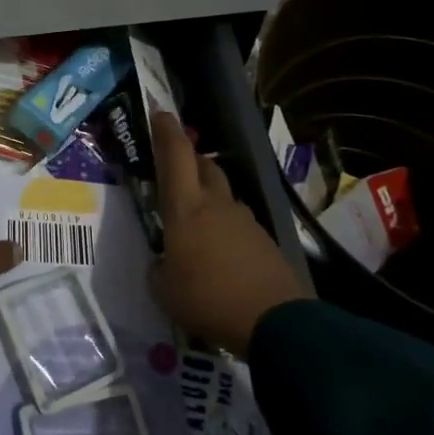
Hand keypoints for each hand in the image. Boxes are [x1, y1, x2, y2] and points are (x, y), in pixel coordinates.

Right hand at [151, 111, 310, 355]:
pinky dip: (226, 229)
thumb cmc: (208, 299)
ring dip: (210, 199)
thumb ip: (159, 270)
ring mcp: (245, 221)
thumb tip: (164, 264)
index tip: (161, 112)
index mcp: (186, 208)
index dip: (167, 132)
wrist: (274, 321)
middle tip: (178, 171)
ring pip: (224, 196)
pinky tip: (220, 256)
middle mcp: (217, 204)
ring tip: (197, 226)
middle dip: (191, 161)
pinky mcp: (265, 241)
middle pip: (205, 166)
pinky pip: (239, 224)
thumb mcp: (164, 291)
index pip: (176, 157)